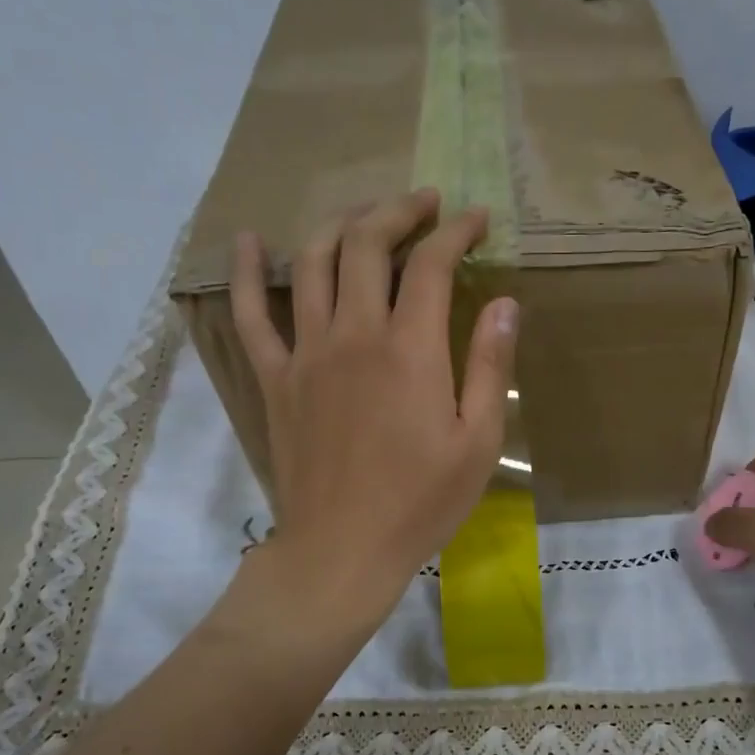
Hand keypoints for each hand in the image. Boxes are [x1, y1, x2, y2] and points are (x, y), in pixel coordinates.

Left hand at [230, 188, 517, 629]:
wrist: (341, 549)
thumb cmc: (420, 503)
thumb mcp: (478, 443)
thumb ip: (492, 368)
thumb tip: (505, 304)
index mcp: (410, 350)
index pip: (432, 264)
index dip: (456, 232)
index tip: (476, 221)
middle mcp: (353, 334)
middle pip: (368, 245)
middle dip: (399, 212)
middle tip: (425, 205)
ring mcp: (306, 353)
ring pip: (314, 262)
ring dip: (342, 225)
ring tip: (367, 215)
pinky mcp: (275, 378)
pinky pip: (251, 313)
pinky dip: (248, 272)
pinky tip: (251, 241)